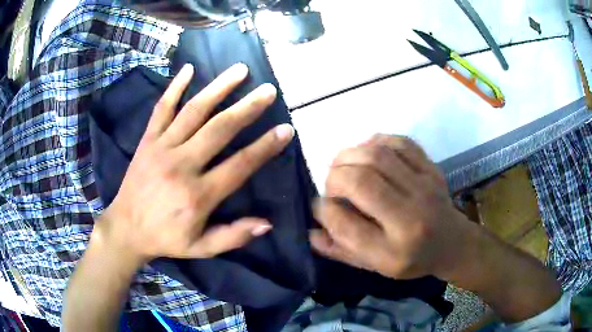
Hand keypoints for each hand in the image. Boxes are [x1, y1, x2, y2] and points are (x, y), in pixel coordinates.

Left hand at [92, 63, 293, 266]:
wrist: (125, 228)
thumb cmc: (165, 238)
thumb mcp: (201, 248)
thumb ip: (233, 236)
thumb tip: (267, 223)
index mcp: (197, 195)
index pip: (239, 165)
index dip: (265, 147)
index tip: (285, 130)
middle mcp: (181, 165)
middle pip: (219, 129)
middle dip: (247, 107)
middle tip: (268, 90)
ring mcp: (161, 148)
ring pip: (193, 111)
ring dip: (218, 87)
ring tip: (240, 70)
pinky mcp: (147, 140)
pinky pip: (161, 109)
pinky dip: (174, 87)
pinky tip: (188, 68)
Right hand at [310, 134, 473, 279]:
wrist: (451, 242)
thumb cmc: (411, 259)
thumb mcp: (375, 266)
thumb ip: (341, 250)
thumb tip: (310, 230)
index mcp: (393, 250)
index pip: (346, 224)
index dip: (324, 210)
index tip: (321, 206)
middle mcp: (410, 217)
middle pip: (361, 181)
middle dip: (334, 177)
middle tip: (331, 184)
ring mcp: (424, 187)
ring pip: (377, 155)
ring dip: (349, 155)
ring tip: (343, 165)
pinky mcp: (431, 168)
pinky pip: (399, 142)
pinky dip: (375, 142)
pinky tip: (368, 152)